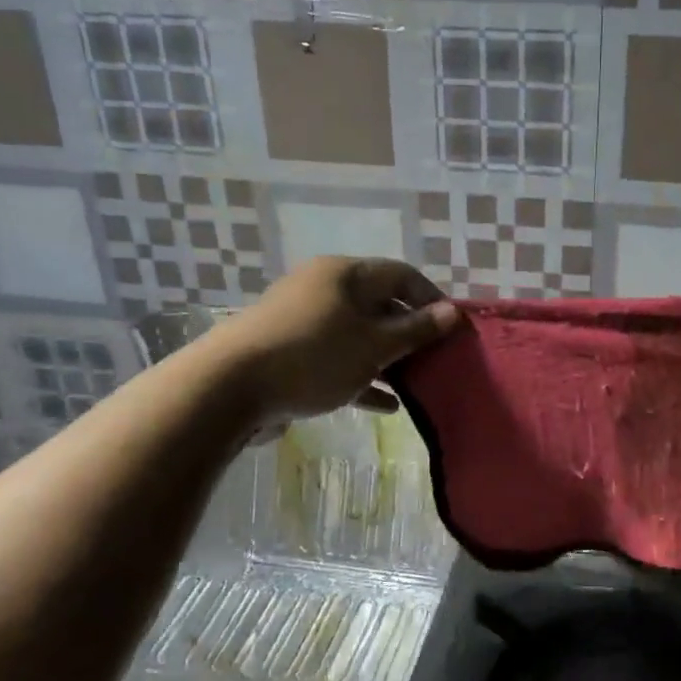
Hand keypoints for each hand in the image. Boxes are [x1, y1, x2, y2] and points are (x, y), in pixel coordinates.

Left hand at [218, 257, 458, 424]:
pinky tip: (384, 405)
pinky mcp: (289, 352)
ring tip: (415, 384)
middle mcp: (323, 289)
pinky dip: (360, 376)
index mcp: (345, 275)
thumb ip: (416, 330)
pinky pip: (335, 359)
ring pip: (358, 335)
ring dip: (387, 359)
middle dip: (410, 333)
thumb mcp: (374, 346)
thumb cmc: (313, 358)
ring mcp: (303, 321)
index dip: (432, 299)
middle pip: (379, 305)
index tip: (453, 330)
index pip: (401, 275)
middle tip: (436, 360)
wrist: (227, 389)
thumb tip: (452, 313)